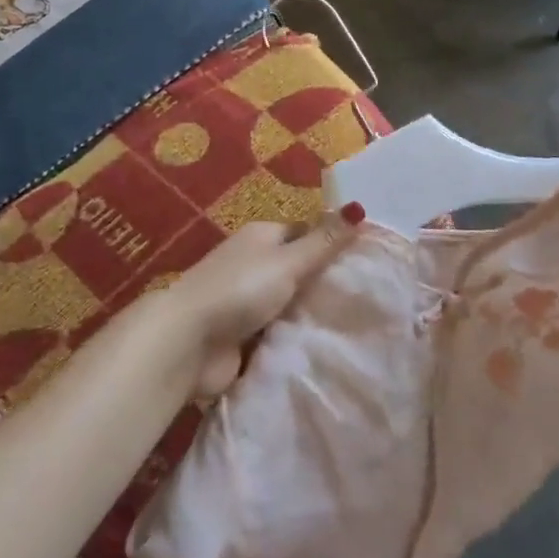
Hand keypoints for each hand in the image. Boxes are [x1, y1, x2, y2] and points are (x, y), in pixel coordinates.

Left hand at [158, 220, 352, 396]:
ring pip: (291, 306)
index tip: (368, 260)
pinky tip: (328, 350)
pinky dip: (295, 342)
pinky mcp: (244, 338)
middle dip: (326, 286)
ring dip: (312, 317)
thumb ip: (324, 241)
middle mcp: (253, 264)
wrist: (188, 343)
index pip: (304, 233)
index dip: (332, 243)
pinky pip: (279, 336)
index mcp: (261, 237)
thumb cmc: (239, 290)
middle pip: (298, 271)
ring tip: (358, 328)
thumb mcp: (287, 261)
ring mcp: (247, 302)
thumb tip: (359, 206)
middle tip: (370, 300)